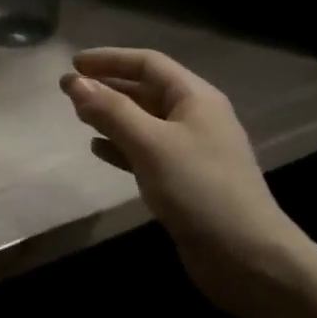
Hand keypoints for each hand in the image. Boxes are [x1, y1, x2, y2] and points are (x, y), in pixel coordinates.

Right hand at [61, 48, 307, 316]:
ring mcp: (191, 151)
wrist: (248, 258)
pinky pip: (146, 151)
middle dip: (108, 86)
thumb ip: (111, 111)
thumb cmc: (199, 189)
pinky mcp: (184, 181)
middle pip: (146, 90)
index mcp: (195, 98)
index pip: (148, 64)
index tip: (74, 63)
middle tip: (69, 90)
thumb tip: (74, 82)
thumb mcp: (151, 144)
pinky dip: (121, 146)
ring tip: (78, 116)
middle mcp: (195, 118)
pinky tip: (98, 150)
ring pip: (144, 121)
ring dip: (112, 115)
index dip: (110, 59)